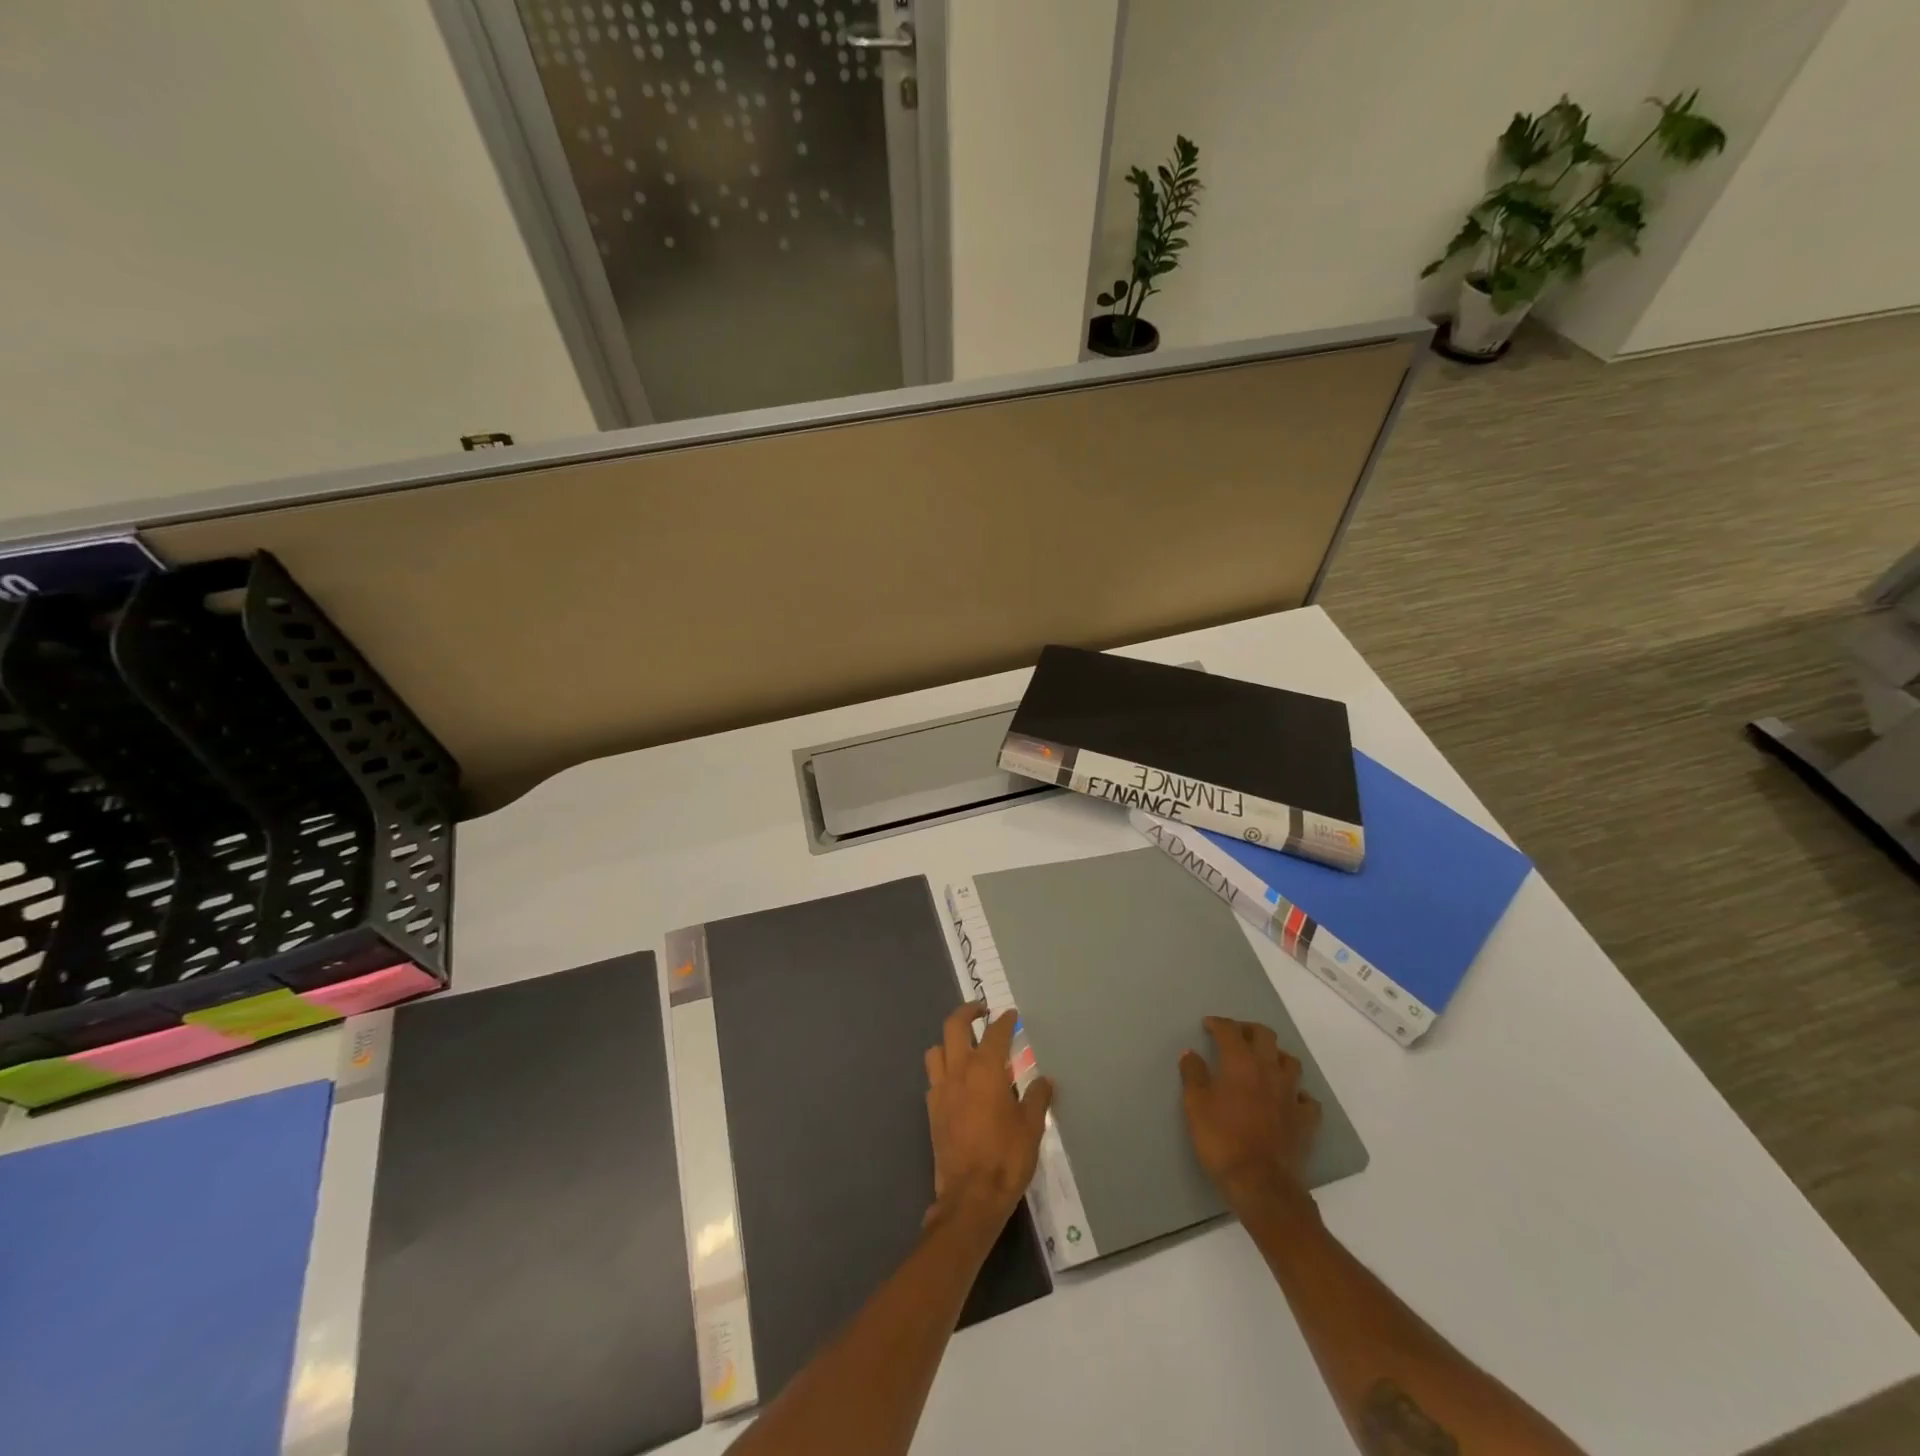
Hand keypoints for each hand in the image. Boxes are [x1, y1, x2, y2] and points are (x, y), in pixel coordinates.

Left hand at [924, 1002, 1052, 1227]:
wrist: (971, 1197)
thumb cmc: (1006, 1158)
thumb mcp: (1031, 1127)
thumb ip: (1037, 1098)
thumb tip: (1044, 1080)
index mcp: (986, 1070)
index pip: (995, 1033)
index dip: (1004, 1021)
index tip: (1011, 1015)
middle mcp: (959, 1071)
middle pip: (954, 1026)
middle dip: (967, 1012)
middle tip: (980, 1011)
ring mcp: (941, 1090)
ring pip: (936, 1050)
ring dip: (949, 1041)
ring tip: (964, 1045)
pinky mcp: (932, 1110)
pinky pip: (933, 1078)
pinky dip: (943, 1069)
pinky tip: (957, 1081)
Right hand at [1180, 1016, 1321, 1212]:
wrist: (1261, 1184)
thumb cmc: (1222, 1140)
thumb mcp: (1195, 1105)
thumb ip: (1193, 1074)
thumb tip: (1190, 1053)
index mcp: (1240, 1062)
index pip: (1230, 1030)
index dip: (1218, 1023)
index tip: (1208, 1025)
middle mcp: (1269, 1070)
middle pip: (1265, 1035)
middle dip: (1249, 1030)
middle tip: (1236, 1036)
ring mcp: (1291, 1094)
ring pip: (1290, 1061)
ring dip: (1276, 1056)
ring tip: (1264, 1063)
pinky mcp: (1306, 1120)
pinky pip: (1306, 1098)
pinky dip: (1296, 1093)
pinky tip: (1288, 1099)